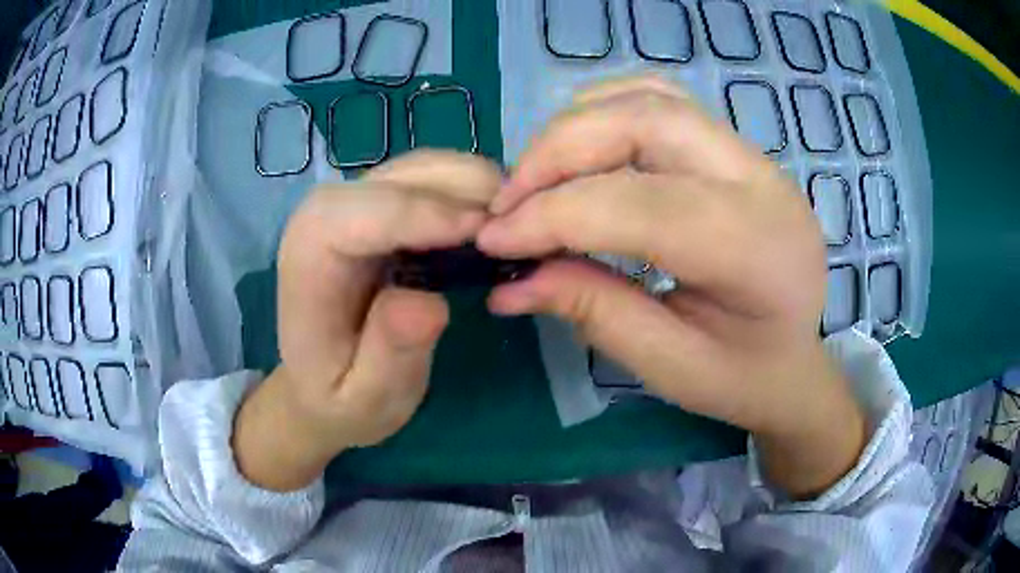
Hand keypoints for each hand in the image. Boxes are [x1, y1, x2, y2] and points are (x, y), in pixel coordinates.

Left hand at [233, 151, 501, 490]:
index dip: (427, 216)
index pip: (364, 214)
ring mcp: (353, 202)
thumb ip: (389, 356)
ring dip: (475, 187)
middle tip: (522, 230)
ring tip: (515, 229)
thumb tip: (428, 302)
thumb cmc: (340, 397)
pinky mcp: (378, 204)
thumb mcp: (366, 400)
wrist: (320, 383)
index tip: (488, 236)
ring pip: (422, 168)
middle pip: (401, 177)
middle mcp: (325, 214)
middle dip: (465, 193)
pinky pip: (431, 178)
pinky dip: (469, 190)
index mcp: (309, 257)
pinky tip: (493, 225)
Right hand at [478, 77, 865, 497]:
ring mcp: (753, 155)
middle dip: (557, 152)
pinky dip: (608, 111)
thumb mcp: (669, 365)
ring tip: (538, 177)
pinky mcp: (737, 149)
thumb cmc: (743, 378)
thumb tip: (509, 284)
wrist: (797, 359)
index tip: (492, 239)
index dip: (552, 215)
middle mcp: (761, 182)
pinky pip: (664, 101)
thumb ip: (593, 312)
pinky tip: (583, 151)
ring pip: (651, 98)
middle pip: (644, 121)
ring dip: (578, 124)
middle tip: (508, 200)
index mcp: (756, 250)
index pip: (638, 204)